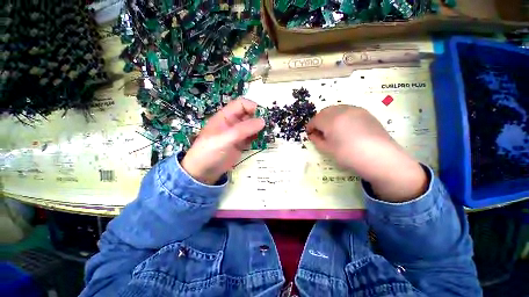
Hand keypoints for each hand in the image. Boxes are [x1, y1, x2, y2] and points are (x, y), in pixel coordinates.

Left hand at [181, 99, 264, 184]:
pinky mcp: (240, 145)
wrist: (202, 172)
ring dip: (260, 128)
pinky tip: (264, 141)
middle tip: (271, 125)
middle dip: (259, 117)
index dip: (252, 106)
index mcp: (224, 117)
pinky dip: (258, 138)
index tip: (263, 115)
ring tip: (270, 133)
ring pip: (251, 126)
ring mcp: (236, 134)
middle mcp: (231, 123)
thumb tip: (262, 121)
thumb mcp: (224, 139)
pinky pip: (252, 137)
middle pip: (248, 114)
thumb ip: (243, 129)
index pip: (241, 104)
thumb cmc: (209, 152)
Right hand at [306, 105, 427, 201]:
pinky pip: (351, 112)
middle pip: (327, 111)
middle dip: (321, 120)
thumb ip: (319, 142)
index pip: (316, 119)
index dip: (311, 127)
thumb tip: (314, 135)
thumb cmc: (352, 156)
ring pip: (339, 109)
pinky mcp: (366, 113)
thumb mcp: (331, 152)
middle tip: (322, 132)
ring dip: (333, 117)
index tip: (310, 134)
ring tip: (336, 130)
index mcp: (330, 119)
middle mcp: (342, 110)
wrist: (380, 156)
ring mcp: (356, 110)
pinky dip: (345, 117)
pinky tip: (350, 129)